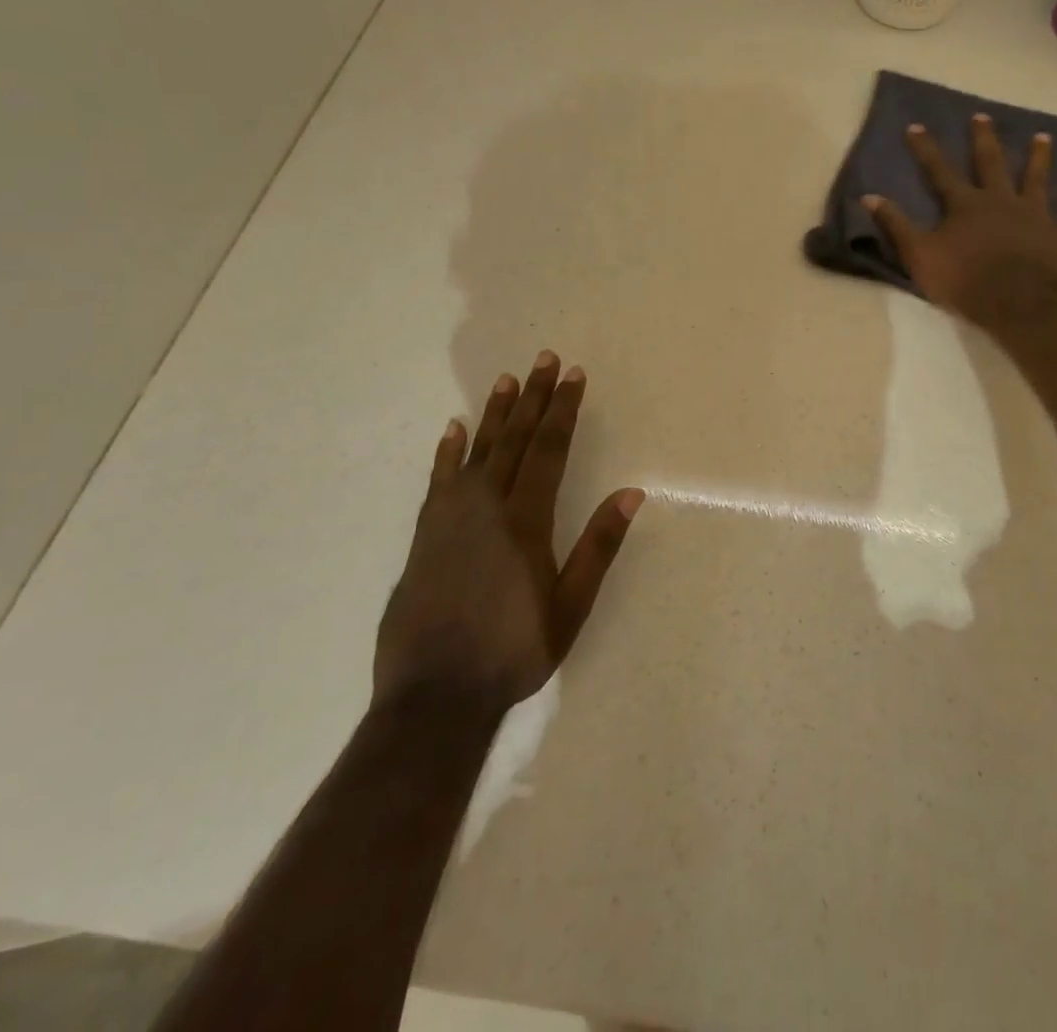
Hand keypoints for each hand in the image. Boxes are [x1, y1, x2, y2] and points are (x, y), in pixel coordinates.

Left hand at [374, 352, 642, 716]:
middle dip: (532, 397)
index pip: (549, 450)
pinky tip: (453, 429)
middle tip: (544, 360)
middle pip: (515, 439)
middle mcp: (487, 507)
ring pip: (477, 451)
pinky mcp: (425, 535)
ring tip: (506, 379)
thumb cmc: (514, 651)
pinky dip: (448, 451)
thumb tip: (631, 493)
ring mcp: (451, 518)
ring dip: (494, 413)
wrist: (434, 695)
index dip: (562, 410)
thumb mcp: (570, 606)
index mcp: (526, 521)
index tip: (573, 376)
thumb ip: (599, 547)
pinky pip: (439, 480)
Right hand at [863, 114, 1056, 330]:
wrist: (1014, 302)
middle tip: (983, 117)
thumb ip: (895, 224)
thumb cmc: (963, 280)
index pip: (939, 170)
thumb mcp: (918, 254)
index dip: (926, 148)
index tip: (915, 125)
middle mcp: (1000, 200)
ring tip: (1044, 137)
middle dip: (984, 139)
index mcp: (965, 204)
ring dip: (1040, 158)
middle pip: (991, 163)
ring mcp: (1033, 215)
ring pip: (1037, 180)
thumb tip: (868, 195)